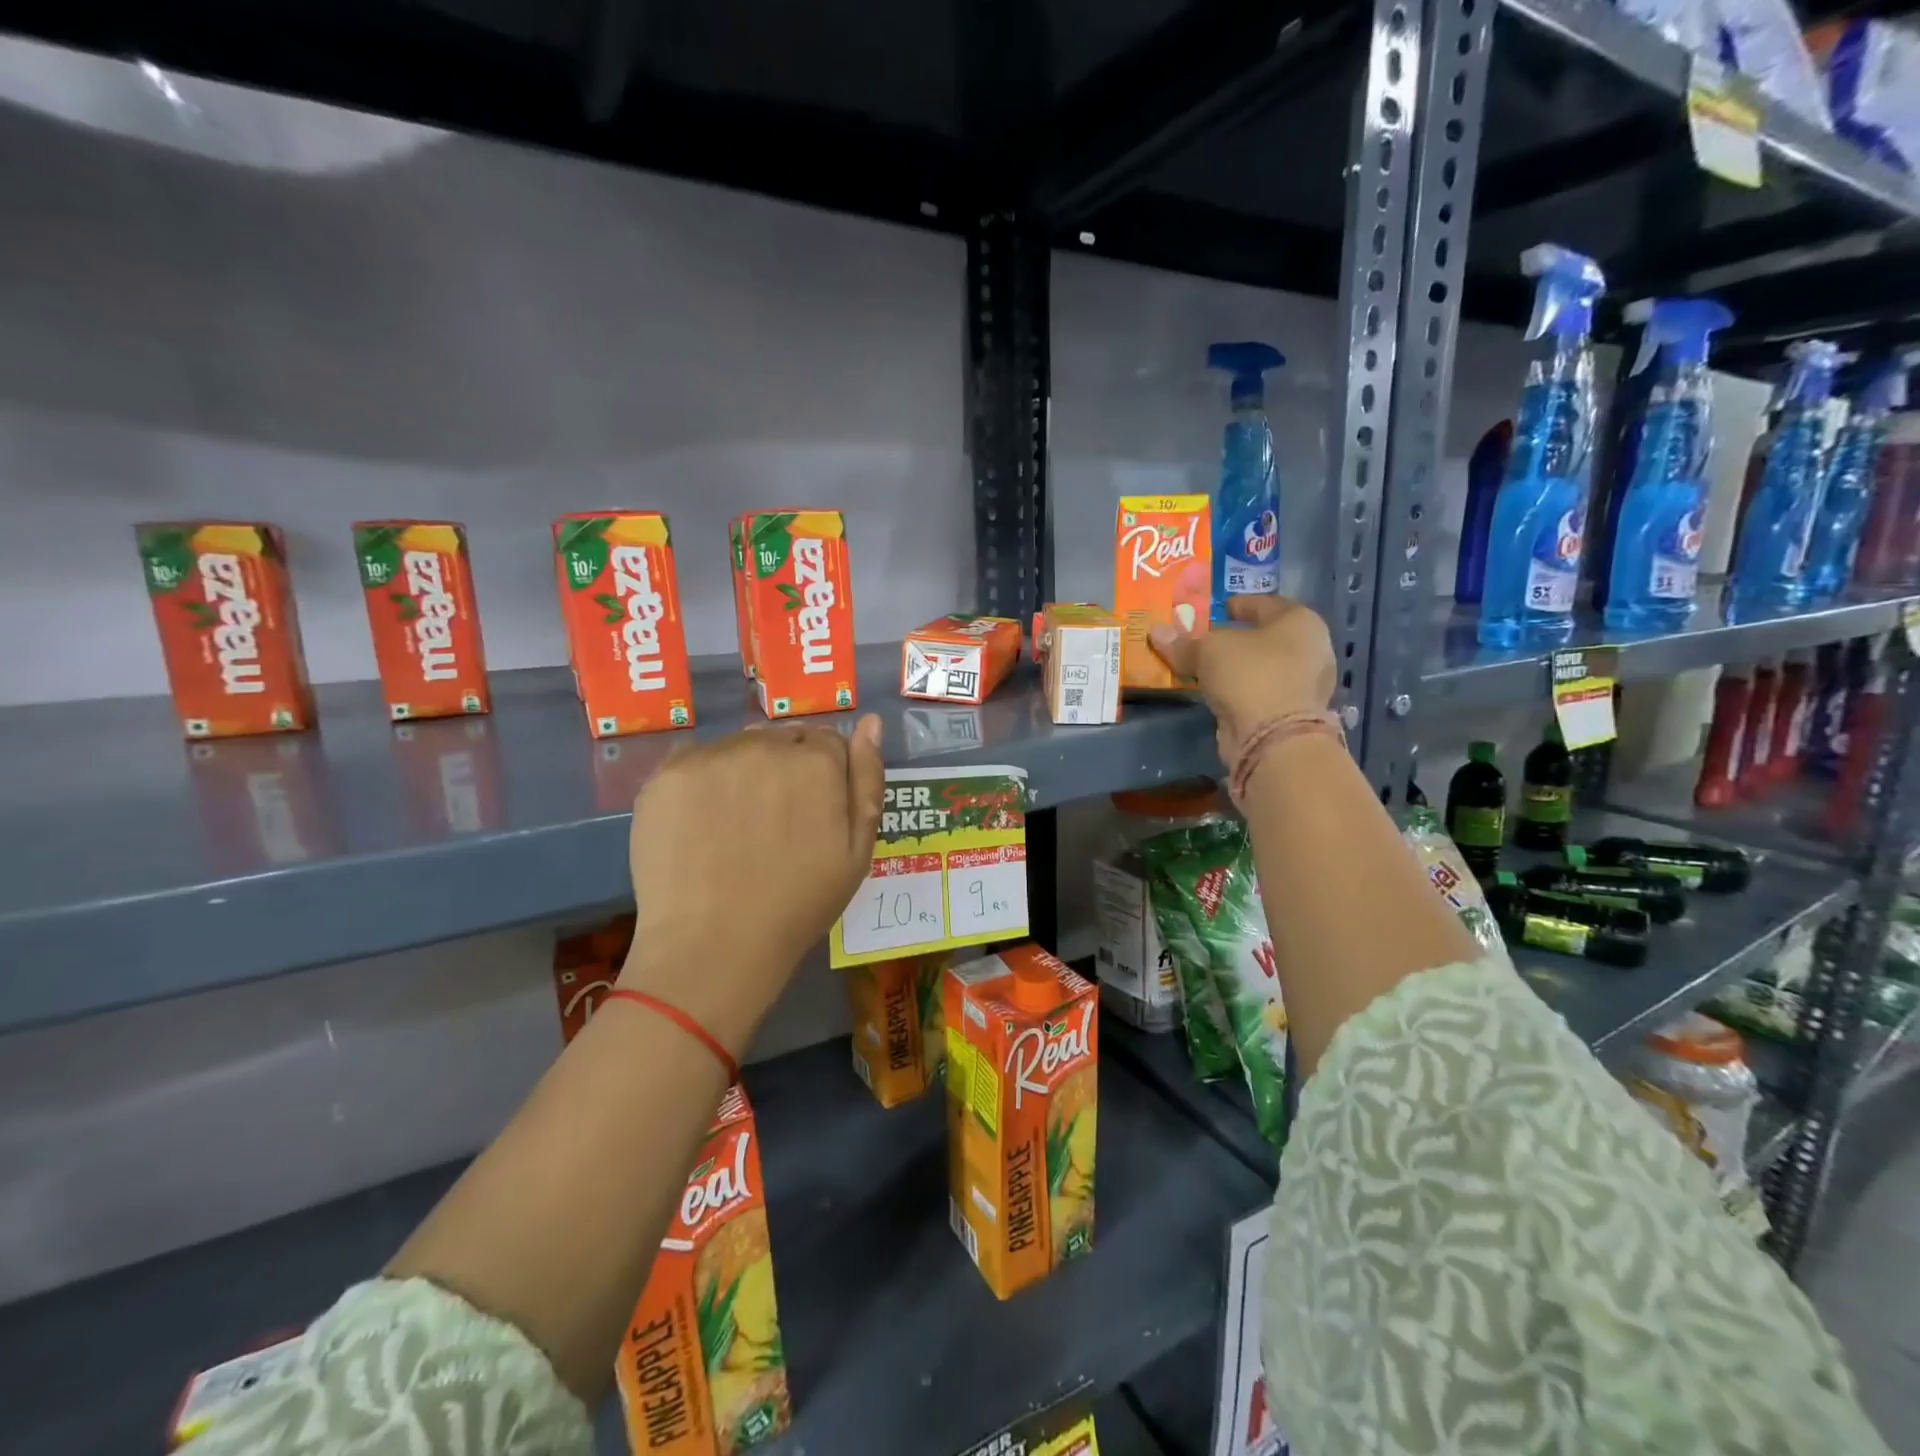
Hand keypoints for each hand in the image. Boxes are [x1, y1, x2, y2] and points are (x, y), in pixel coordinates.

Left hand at [619, 715, 884, 1055]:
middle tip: (773, 820)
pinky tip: (701, 822)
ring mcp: (712, 757)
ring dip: (744, 770)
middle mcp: (766, 745)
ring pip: (738, 746)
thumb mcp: (857, 851)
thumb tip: (871, 722)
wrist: (714, 945)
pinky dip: (702, 781)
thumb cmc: (798, 905)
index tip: (811, 811)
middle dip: (785, 767)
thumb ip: (867, 779)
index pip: (827, 742)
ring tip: (735, 824)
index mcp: (817, 762)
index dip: (822, 776)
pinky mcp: (667, 774)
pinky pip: (695, 760)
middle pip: (782, 739)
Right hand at [1149, 596, 1335, 763]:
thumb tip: (1156, 632)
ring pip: (1261, 666)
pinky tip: (1216, 691)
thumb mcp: (1208, 650)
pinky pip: (1259, 691)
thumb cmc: (1249, 675)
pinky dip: (1239, 689)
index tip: (1214, 608)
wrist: (1273, 738)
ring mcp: (1304, 684)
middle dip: (1235, 638)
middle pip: (1264, 637)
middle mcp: (1310, 648)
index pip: (1264, 603)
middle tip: (1205, 638)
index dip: (1237, 604)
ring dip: (1235, 667)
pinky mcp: (1291, 713)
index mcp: (1300, 620)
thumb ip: (1183, 641)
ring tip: (1205, 666)